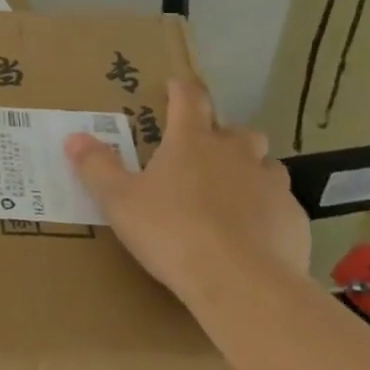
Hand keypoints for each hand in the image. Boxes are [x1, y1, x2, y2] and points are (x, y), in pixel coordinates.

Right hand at [65, 77, 308, 303]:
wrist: (241, 283)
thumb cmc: (171, 231)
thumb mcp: (119, 201)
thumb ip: (97, 167)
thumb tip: (74, 137)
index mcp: (191, 141)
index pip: (189, 98)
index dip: (182, 89)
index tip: (176, 85)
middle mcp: (235, 154)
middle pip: (238, 131)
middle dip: (224, 137)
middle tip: (205, 156)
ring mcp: (271, 186)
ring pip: (266, 167)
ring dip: (250, 174)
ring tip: (231, 197)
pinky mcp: (295, 221)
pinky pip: (281, 207)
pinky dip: (267, 214)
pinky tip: (253, 237)